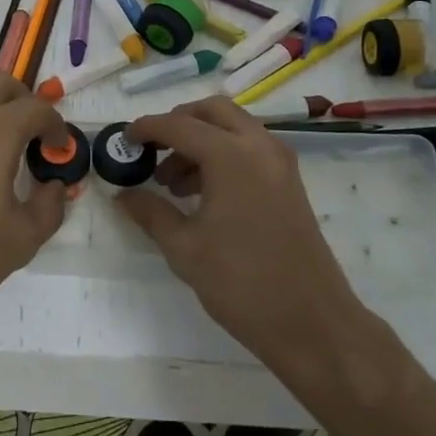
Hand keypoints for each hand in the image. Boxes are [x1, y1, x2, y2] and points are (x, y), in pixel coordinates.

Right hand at [117, 96, 363, 374]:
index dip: (147, 128)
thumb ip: (151, 212)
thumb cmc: (241, 283)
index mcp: (231, 155)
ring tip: (173, 182)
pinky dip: (223, 153)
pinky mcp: (289, 181)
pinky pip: (250, 147)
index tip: (124, 139)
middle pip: (212, 111)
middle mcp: (259, 146)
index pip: (179, 125)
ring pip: (233, 127)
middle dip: (179, 122)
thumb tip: (123, 195)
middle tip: (154, 150)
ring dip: (201, 139)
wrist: (312, 323)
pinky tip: (203, 193)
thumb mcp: (184, 248)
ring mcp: (279, 162)